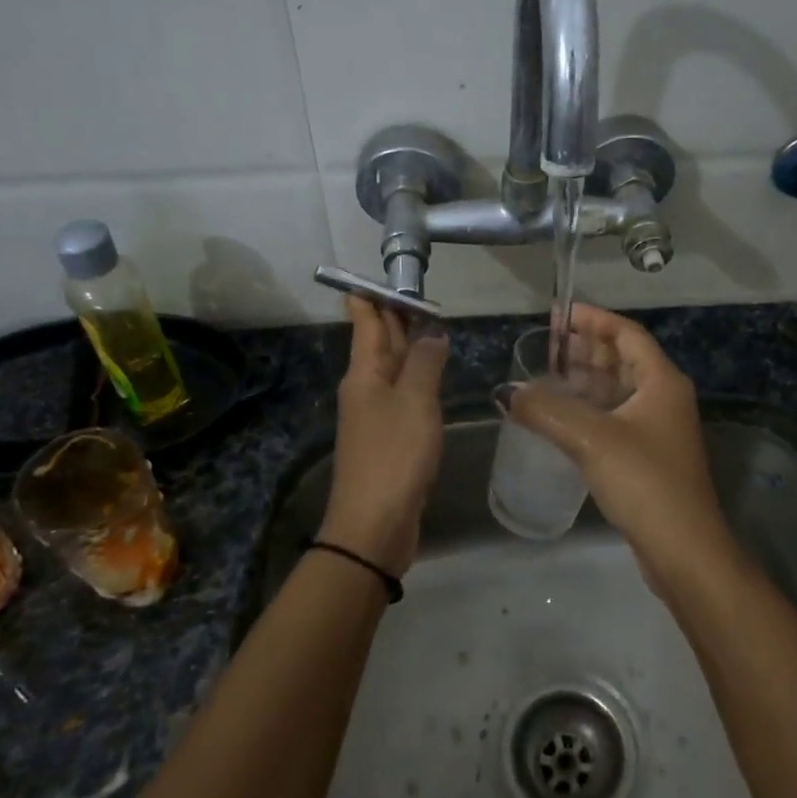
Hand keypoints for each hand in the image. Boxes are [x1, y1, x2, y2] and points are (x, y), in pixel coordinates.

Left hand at [322, 296, 448, 575]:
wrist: (375, 524)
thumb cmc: (394, 455)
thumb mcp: (415, 401)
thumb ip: (425, 362)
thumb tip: (432, 333)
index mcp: (364, 372)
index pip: (364, 319)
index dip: (373, 294)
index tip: (387, 272)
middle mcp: (365, 386)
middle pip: (378, 341)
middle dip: (395, 315)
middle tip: (418, 290)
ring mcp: (375, 413)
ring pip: (392, 366)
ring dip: (408, 344)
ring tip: (431, 323)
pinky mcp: (389, 436)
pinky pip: (402, 393)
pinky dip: (416, 375)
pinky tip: (432, 374)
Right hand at [504, 305, 735, 592]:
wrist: (683, 550)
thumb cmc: (644, 481)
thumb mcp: (591, 438)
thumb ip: (546, 410)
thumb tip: (507, 393)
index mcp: (661, 381)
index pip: (627, 334)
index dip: (594, 320)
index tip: (561, 314)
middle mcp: (664, 398)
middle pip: (623, 360)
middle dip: (586, 349)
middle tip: (546, 344)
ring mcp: (658, 429)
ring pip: (617, 390)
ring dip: (585, 380)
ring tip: (546, 375)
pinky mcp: (648, 457)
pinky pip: (614, 417)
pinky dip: (589, 409)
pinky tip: (560, 417)